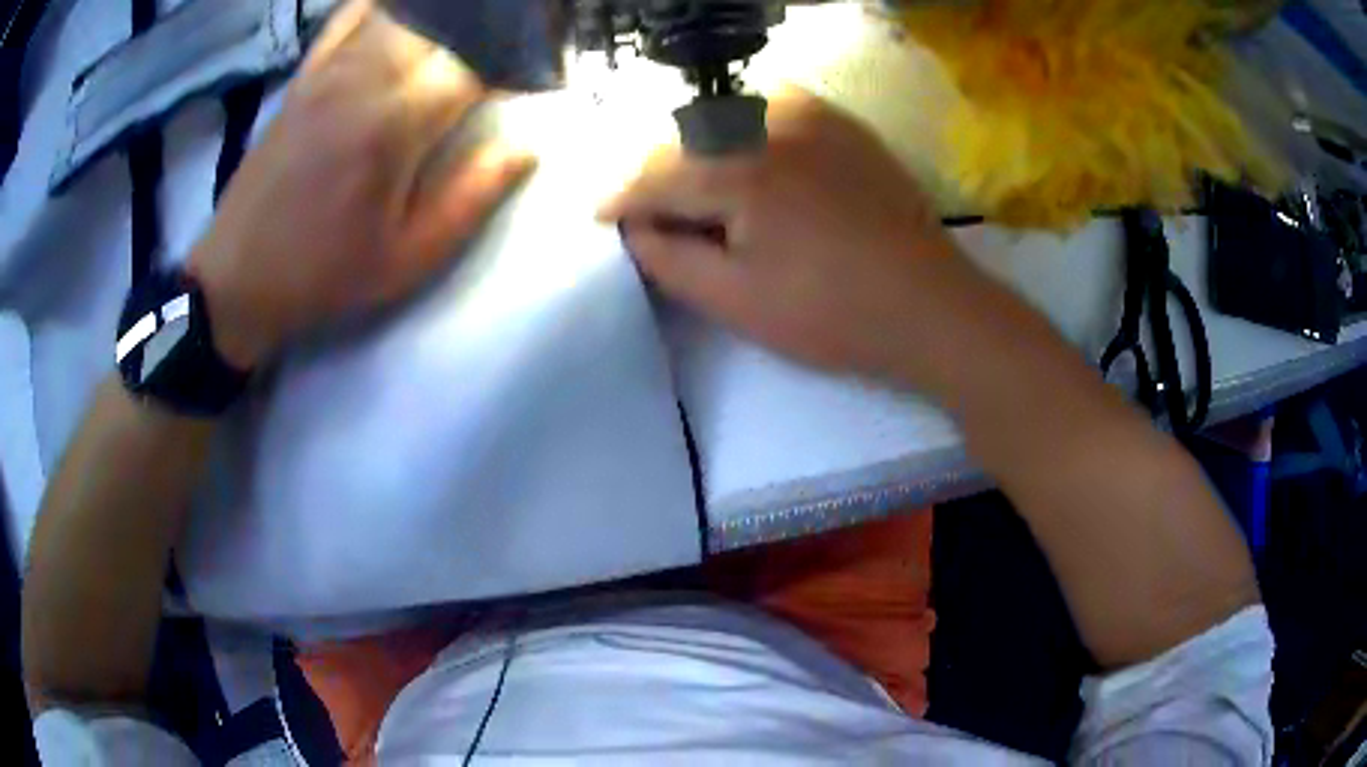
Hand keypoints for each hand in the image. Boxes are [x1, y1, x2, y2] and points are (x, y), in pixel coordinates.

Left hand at [190, 0, 534, 369]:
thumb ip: (472, 196)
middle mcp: (364, 78)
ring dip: (446, 19)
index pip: (476, 64)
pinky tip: (411, 14)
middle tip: (508, 48)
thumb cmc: (323, 276)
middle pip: (444, 23)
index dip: (517, 63)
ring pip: (404, 12)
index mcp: (394, 125)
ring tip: (470, 33)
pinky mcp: (306, 74)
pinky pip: (352, 15)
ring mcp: (330, 69)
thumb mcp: (407, 259)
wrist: (237, 279)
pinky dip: (387, 6)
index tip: (536, 78)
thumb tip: (528, 146)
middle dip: (487, 31)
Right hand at [598, 89, 958, 379]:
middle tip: (650, 212)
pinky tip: (747, 152)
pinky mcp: (844, 124)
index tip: (602, 217)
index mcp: (740, 169)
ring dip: (698, 145)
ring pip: (727, 115)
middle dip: (658, 174)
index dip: (622, 199)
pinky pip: (774, 106)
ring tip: (695, 185)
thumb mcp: (736, 301)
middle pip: (687, 139)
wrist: (931, 307)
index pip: (657, 176)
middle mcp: (771, 123)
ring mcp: (815, 116)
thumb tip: (633, 228)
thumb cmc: (832, 314)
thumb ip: (670, 260)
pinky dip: (745, 124)